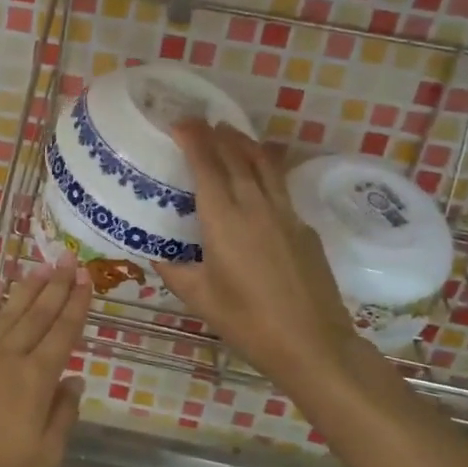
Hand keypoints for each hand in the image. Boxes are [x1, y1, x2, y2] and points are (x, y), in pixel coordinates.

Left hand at [0, 254, 90, 466]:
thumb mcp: (44, 458)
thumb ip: (62, 416)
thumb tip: (75, 381)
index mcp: (36, 380)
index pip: (63, 333)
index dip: (76, 305)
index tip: (86, 279)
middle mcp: (9, 357)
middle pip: (38, 315)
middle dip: (56, 285)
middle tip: (69, 258)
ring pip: (8, 313)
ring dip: (27, 288)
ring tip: (42, 266)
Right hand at [155, 120, 370, 390]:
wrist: (313, 344)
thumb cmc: (248, 321)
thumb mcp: (199, 297)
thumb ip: (173, 269)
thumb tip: (154, 251)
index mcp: (224, 218)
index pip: (206, 164)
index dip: (193, 138)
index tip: (180, 122)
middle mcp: (255, 205)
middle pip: (236, 155)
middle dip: (217, 134)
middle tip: (201, 122)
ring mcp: (285, 213)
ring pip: (264, 164)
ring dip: (245, 144)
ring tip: (231, 133)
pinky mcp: (304, 227)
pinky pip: (280, 187)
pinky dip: (264, 171)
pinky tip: (258, 183)